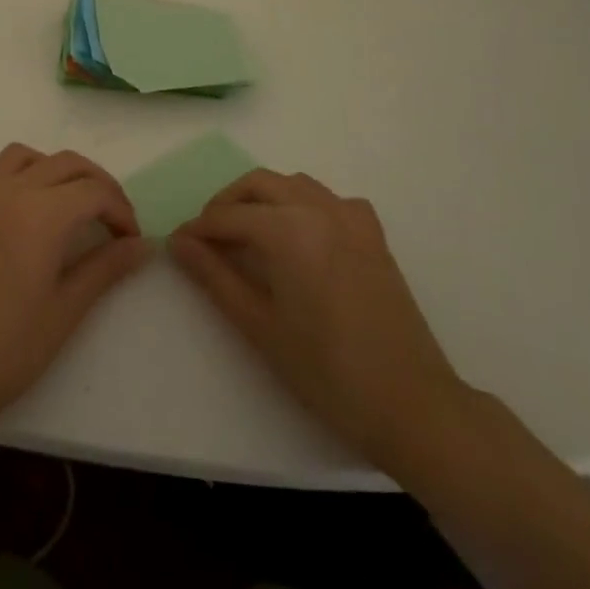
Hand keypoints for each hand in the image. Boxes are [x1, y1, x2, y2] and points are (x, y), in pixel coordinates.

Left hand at [0, 144, 149, 440]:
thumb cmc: (7, 348)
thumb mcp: (66, 310)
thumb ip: (106, 268)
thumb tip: (143, 244)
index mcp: (42, 213)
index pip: (95, 191)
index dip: (121, 211)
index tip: (132, 241)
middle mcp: (12, 191)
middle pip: (67, 163)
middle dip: (98, 185)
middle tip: (114, 222)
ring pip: (26, 156)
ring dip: (56, 170)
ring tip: (71, 205)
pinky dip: (14, 177)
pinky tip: (22, 209)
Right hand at [169, 169, 471, 469]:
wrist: (411, 404)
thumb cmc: (326, 371)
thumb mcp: (259, 325)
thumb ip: (214, 276)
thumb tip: (179, 242)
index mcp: (288, 229)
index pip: (229, 216)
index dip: (198, 229)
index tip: (178, 244)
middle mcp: (318, 209)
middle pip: (258, 184)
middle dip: (227, 203)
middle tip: (208, 237)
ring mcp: (351, 217)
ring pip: (294, 184)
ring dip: (263, 197)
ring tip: (247, 233)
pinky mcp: (373, 234)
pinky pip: (330, 200)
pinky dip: (305, 204)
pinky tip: (301, 235)